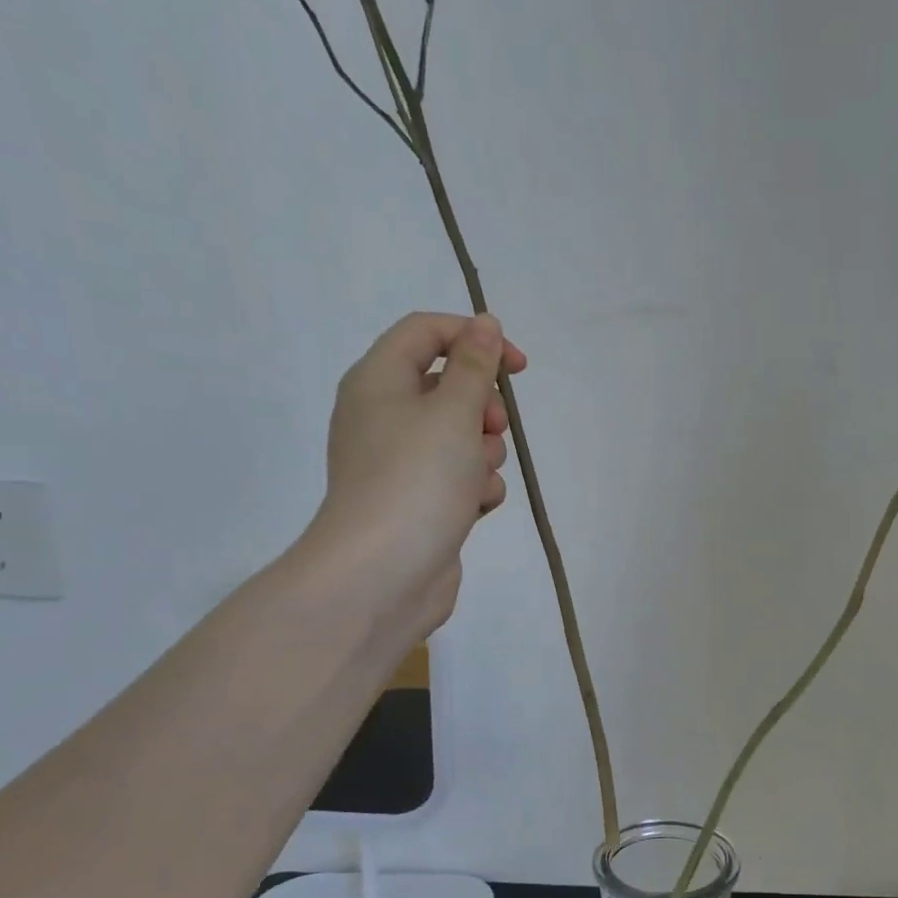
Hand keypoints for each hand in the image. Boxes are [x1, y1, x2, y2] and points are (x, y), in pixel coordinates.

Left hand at [302, 311, 526, 632]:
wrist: (383, 573)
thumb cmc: (417, 480)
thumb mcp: (453, 412)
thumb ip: (474, 364)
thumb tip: (485, 323)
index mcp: (378, 381)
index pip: (427, 332)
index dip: (475, 338)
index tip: (518, 367)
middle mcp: (384, 416)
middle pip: (448, 387)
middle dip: (483, 407)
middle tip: (492, 429)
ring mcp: (401, 463)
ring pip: (461, 437)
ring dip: (484, 453)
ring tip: (477, 479)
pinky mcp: (419, 501)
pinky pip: (459, 477)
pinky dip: (475, 487)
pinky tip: (475, 506)